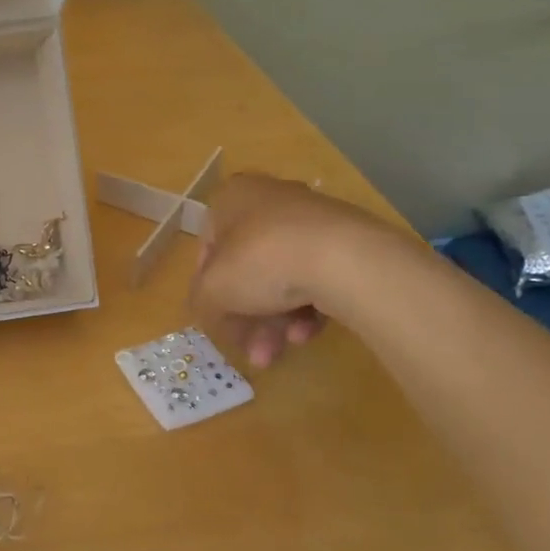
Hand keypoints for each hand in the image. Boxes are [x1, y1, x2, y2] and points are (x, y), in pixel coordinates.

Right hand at [190, 173, 392, 368]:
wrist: (343, 258)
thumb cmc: (261, 261)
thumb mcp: (212, 290)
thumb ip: (201, 302)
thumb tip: (211, 313)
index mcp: (232, 198)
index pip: (208, 246)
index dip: (207, 287)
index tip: (215, 319)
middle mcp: (270, 200)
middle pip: (248, 267)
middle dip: (247, 316)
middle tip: (250, 349)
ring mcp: (312, 220)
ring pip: (282, 277)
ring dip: (275, 321)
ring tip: (277, 353)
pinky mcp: (348, 242)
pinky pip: (316, 277)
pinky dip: (307, 308)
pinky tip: (306, 334)